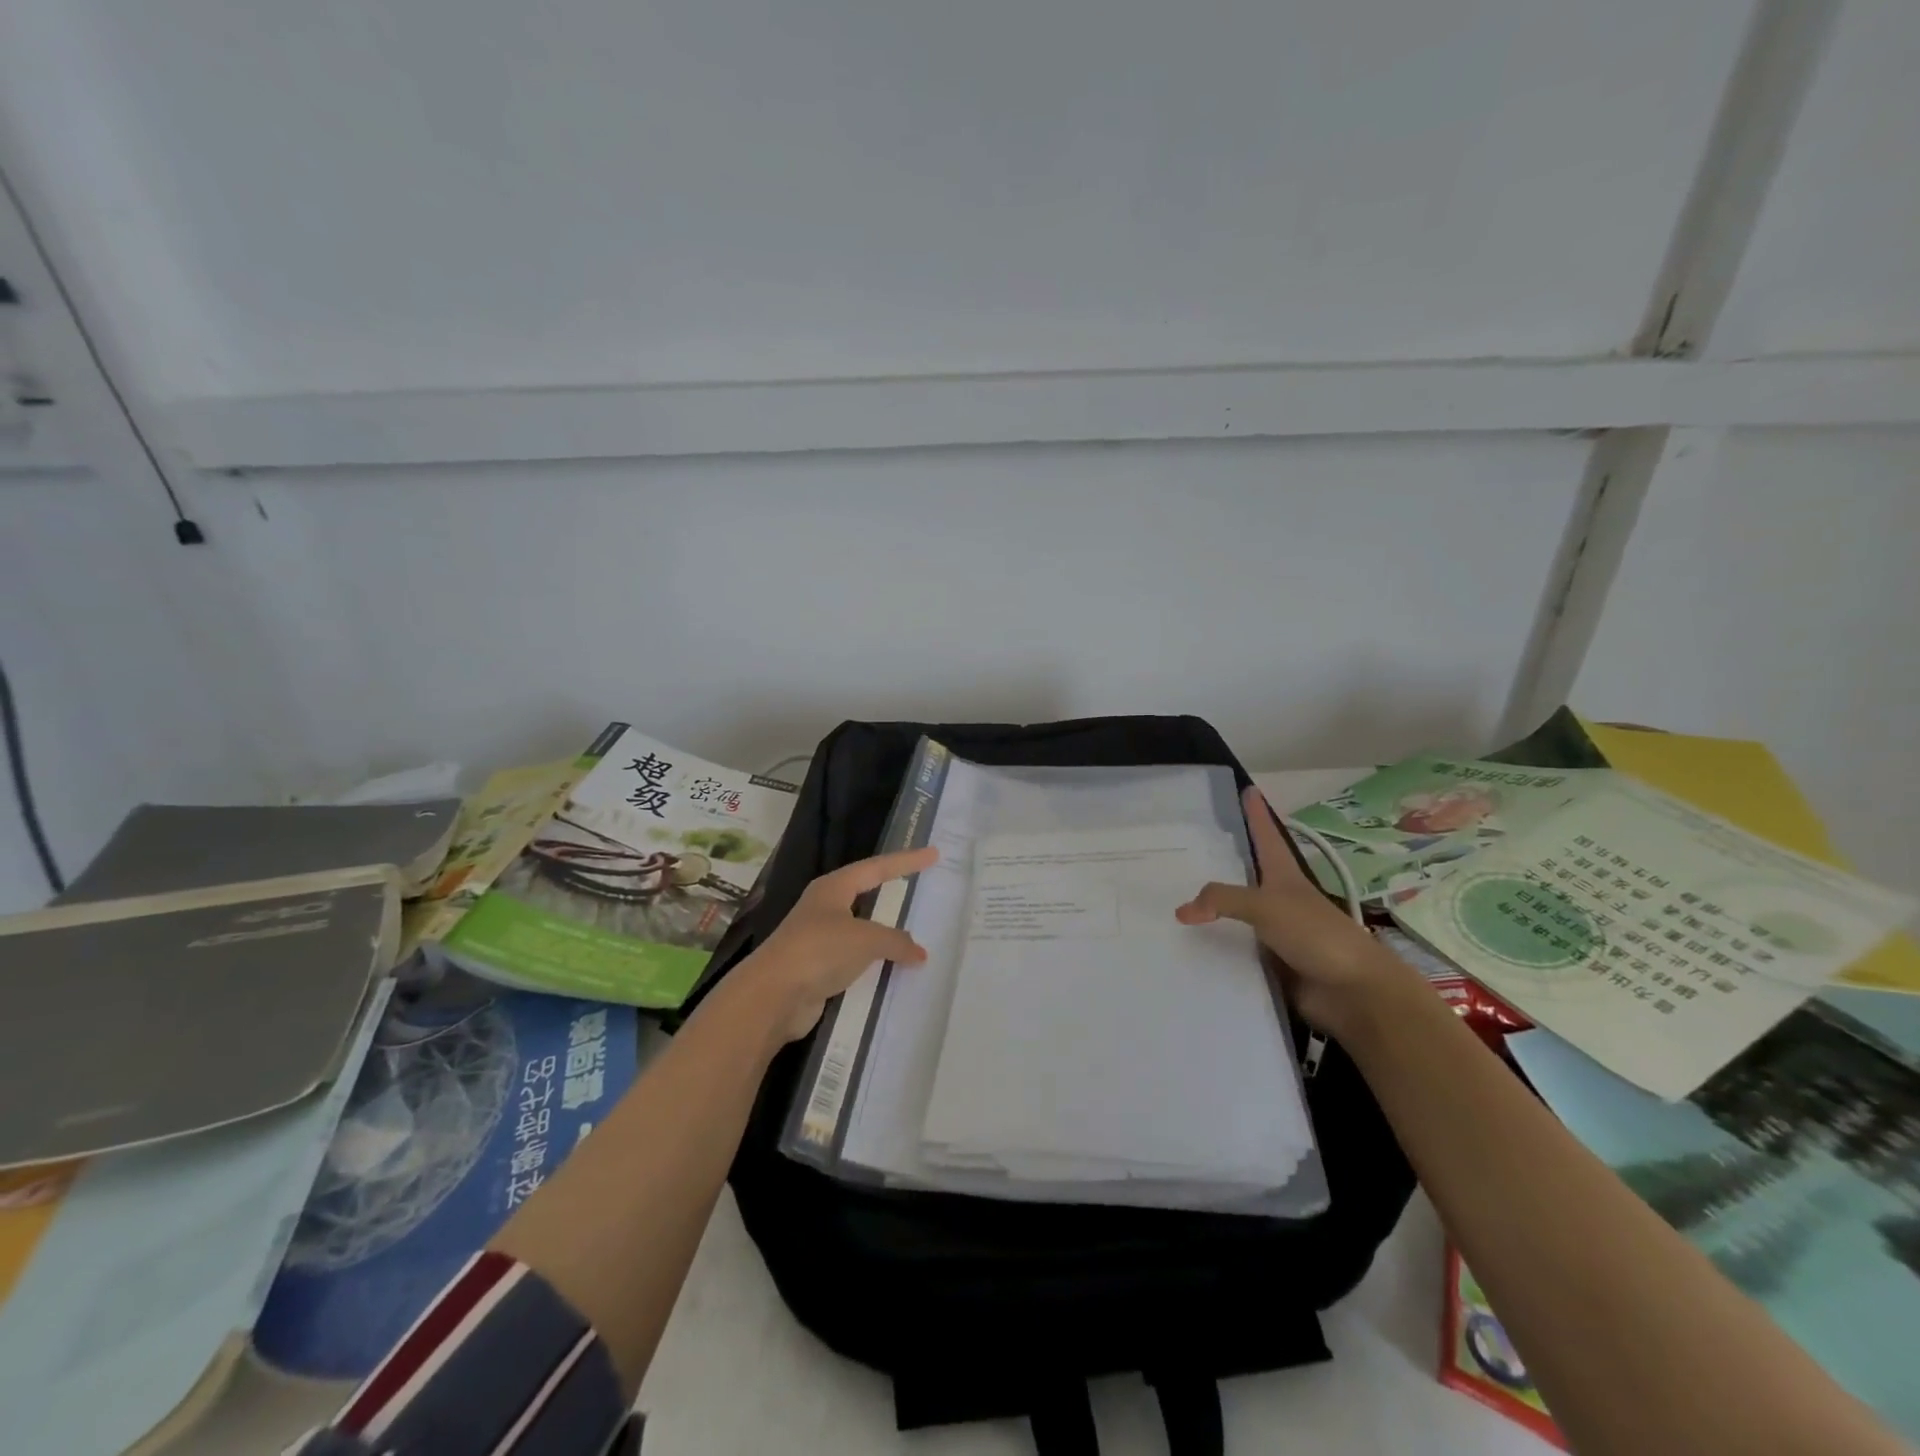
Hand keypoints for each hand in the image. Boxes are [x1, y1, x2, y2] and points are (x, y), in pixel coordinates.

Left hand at [739, 845, 938, 1041]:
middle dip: (891, 893)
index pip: (877, 868)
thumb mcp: (866, 939)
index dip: (906, 861)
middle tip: (919, 887)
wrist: (773, 996)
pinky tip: (893, 971)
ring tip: (913, 936)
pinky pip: (855, 960)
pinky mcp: (818, 969)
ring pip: (861, 931)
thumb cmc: (819, 951)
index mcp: (834, 888)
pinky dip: (874, 964)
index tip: (933, 853)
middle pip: (865, 894)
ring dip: (884, 935)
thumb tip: (919, 953)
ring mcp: (819, 939)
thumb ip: (896, 941)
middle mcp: (825, 908)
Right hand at [1176, 785, 1409, 1036]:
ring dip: (1211, 910)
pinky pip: (1233, 950)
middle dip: (1221, 861)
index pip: (1266, 835)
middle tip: (1186, 848)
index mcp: (1284, 876)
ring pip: (1234, 914)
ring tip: (1171, 898)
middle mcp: (1278, 899)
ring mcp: (1274, 932)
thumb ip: (1222, 900)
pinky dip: (1213, 948)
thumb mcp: (1267, 905)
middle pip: (1245, 874)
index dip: (1257, 813)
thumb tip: (1181, 911)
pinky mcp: (1269, 962)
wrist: (1353, 992)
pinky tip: (1186, 947)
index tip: (1247, 789)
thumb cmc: (1316, 934)